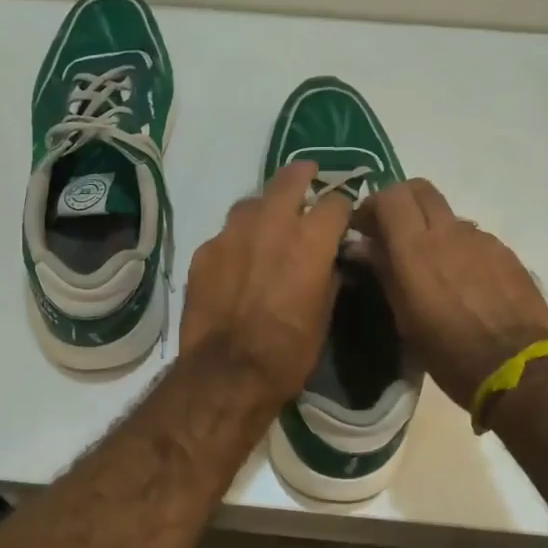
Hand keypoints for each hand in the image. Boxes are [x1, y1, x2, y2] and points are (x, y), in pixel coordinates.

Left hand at [180, 161, 351, 405]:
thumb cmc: (288, 352)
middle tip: (308, 175)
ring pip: (251, 202)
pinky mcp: (204, 251)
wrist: (227, 373)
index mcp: (311, 240)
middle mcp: (272, 224)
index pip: (336, 201)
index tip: (343, 215)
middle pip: (290, 179)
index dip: (343, 206)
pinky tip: (235, 261)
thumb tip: (331, 262)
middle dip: (303, 175)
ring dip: (264, 208)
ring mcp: (232, 234)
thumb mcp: (324, 317)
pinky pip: (224, 235)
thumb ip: (329, 277)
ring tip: (267, 223)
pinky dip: (235, 241)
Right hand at [351, 179, 547, 408]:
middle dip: (401, 202)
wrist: (518, 369)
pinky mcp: (505, 253)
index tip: (364, 229)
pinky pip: (472, 238)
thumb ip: (384, 272)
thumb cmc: (449, 352)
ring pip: (447, 216)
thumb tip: (362, 245)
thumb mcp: (405, 319)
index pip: (390, 196)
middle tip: (391, 232)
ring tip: (430, 267)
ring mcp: (481, 239)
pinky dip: (457, 249)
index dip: (373, 205)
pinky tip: (461, 283)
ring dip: (431, 229)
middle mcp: (449, 232)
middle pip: (420, 190)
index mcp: (416, 249)